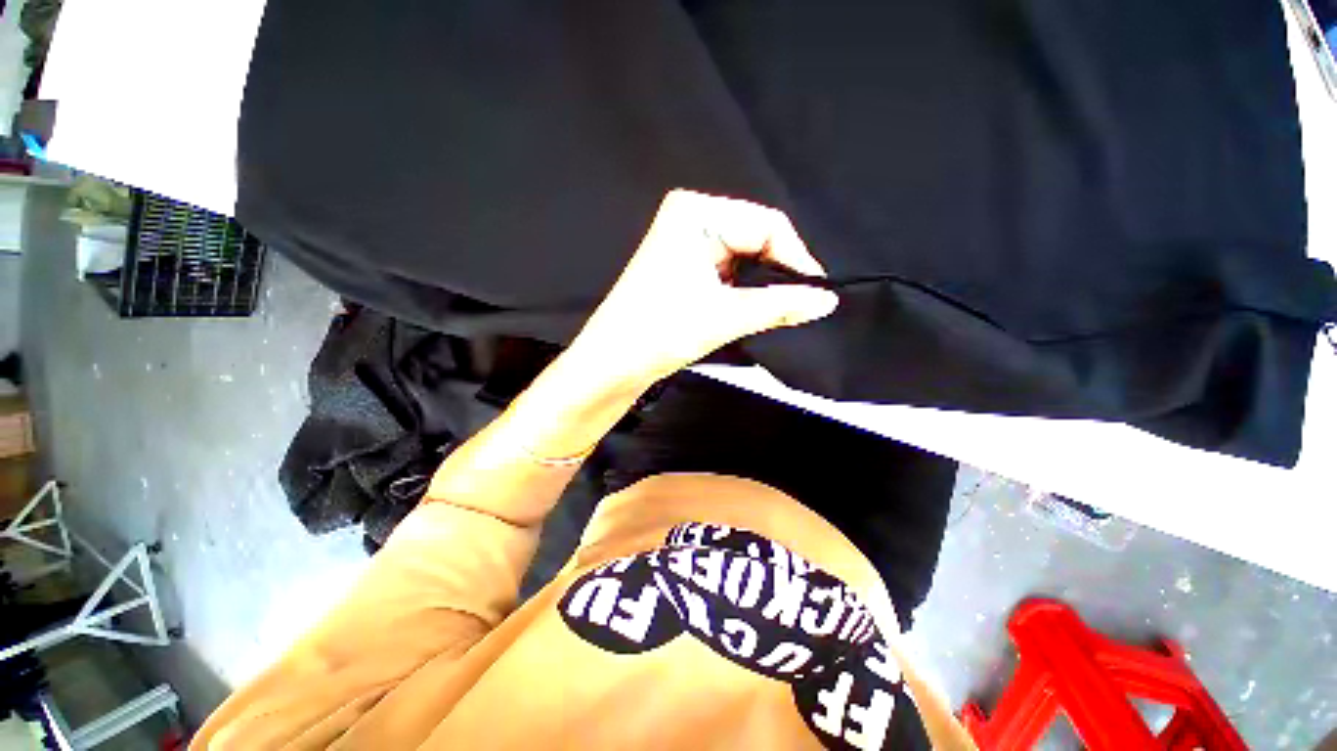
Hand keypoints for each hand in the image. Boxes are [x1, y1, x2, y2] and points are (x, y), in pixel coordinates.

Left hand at [570, 189, 839, 387]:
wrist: (613, 364)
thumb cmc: (661, 331)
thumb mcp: (726, 315)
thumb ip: (781, 305)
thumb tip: (827, 300)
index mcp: (696, 213)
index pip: (767, 224)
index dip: (796, 259)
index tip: (816, 295)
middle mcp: (690, 219)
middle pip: (755, 240)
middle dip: (777, 275)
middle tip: (799, 308)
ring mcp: (685, 243)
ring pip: (743, 259)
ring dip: (760, 287)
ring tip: (776, 313)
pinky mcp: (683, 267)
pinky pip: (727, 273)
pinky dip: (743, 292)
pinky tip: (750, 311)